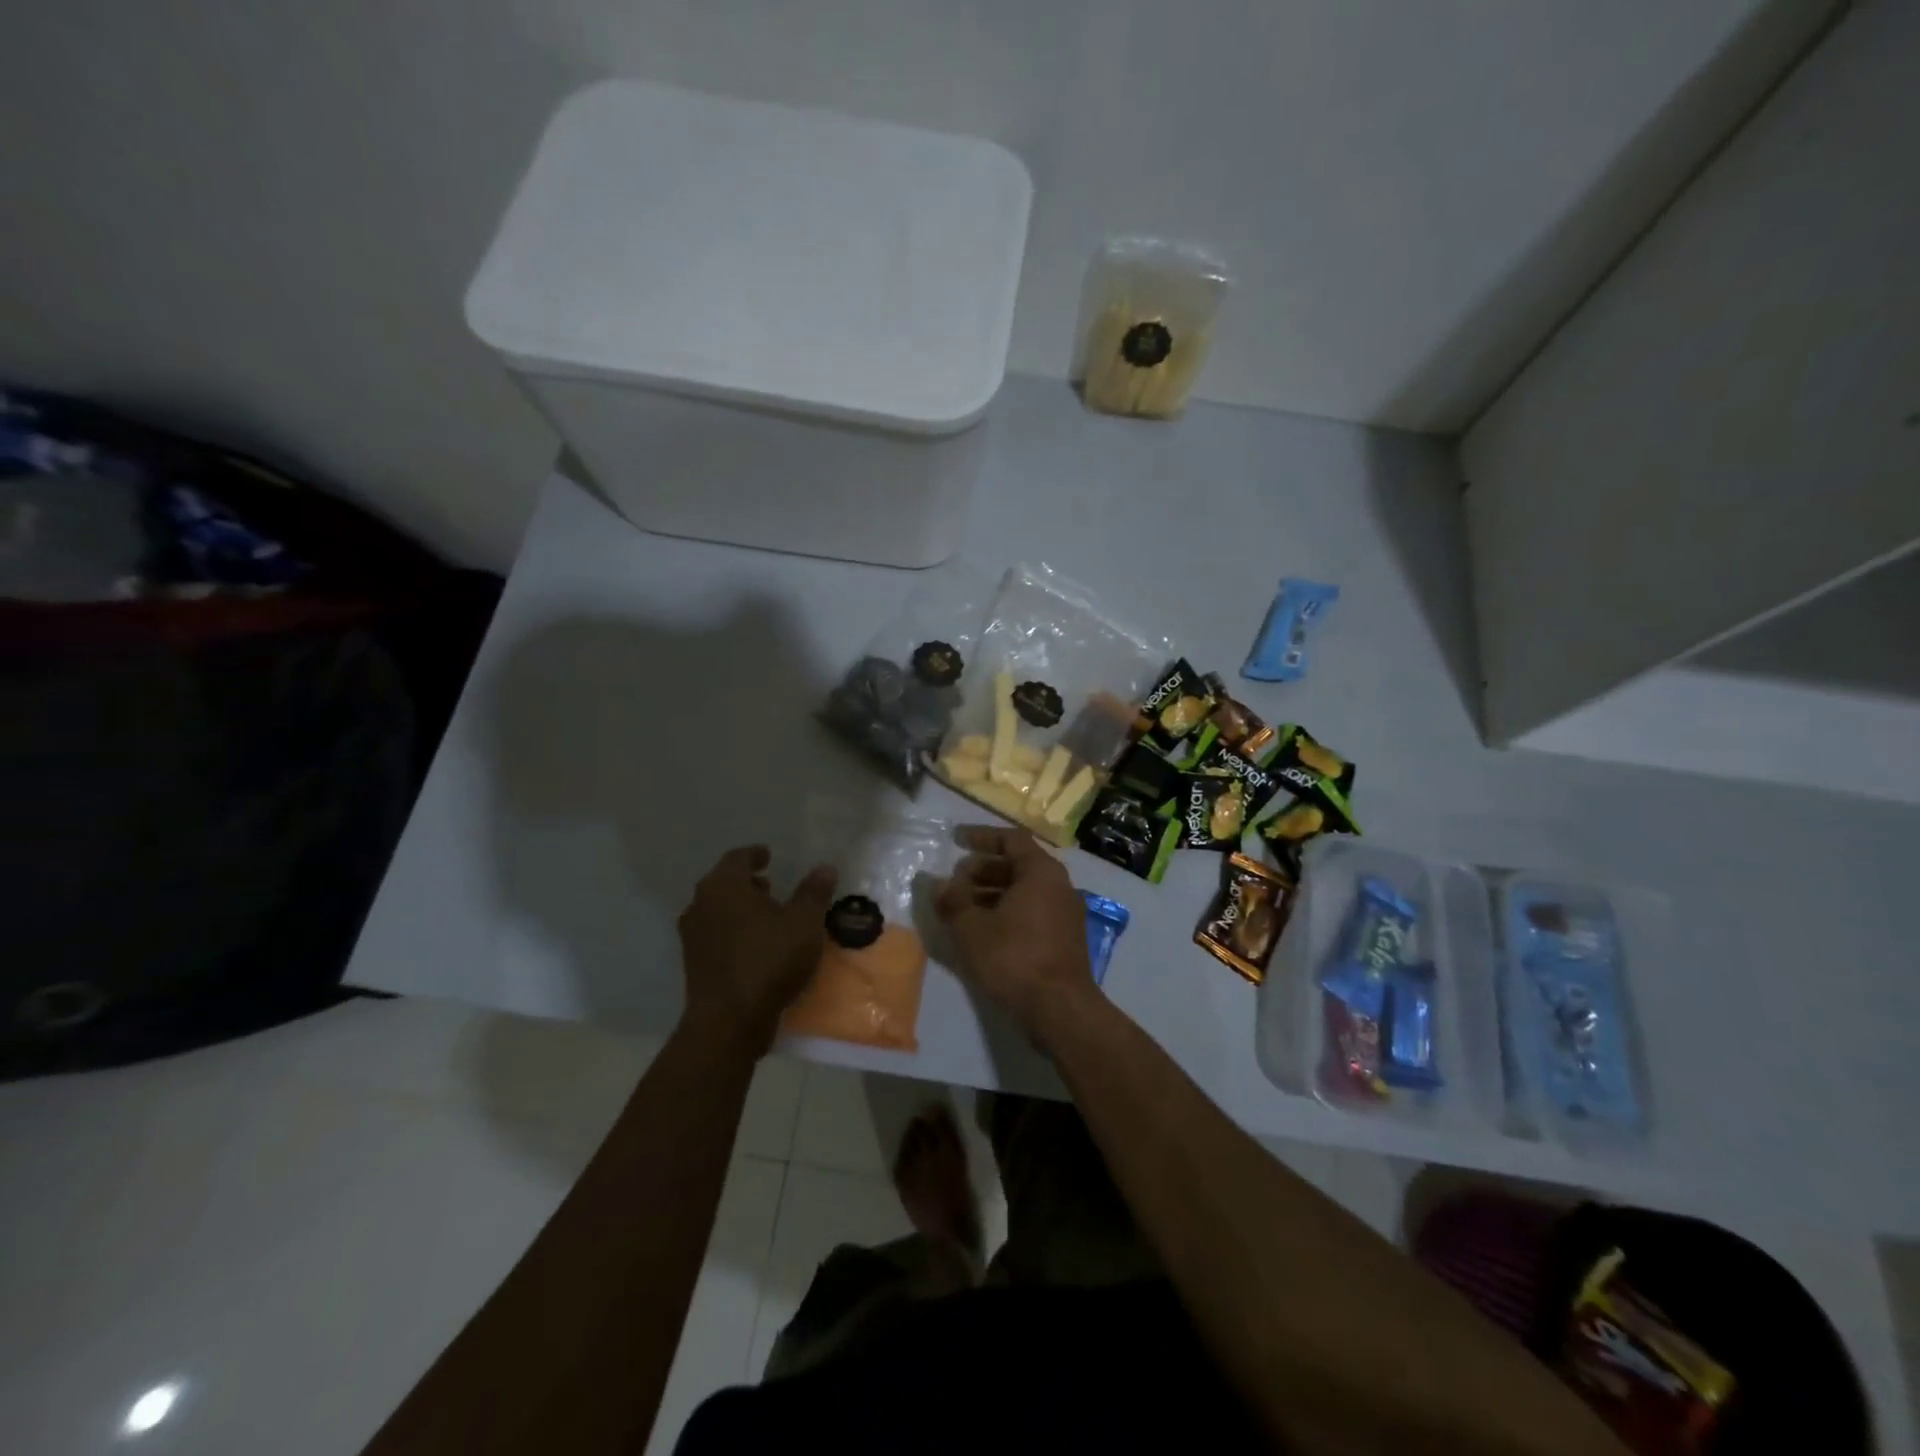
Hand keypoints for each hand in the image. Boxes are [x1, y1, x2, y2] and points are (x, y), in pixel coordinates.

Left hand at [677, 846, 837, 1055]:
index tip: (769, 855)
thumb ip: (813, 892)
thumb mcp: (803, 923)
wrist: (728, 1022)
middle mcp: (700, 905)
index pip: (737, 858)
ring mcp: (692, 936)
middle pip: (723, 883)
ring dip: (739, 908)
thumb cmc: (768, 960)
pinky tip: (755, 944)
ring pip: (717, 910)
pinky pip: (715, 935)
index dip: (755, 854)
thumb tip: (824, 868)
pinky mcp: (693, 964)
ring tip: (766, 916)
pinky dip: (733, 930)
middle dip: (747, 882)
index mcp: (723, 886)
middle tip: (771, 885)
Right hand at [936, 825, 1096, 1046]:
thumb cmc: (1014, 958)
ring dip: (993, 892)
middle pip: (1018, 864)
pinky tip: (984, 930)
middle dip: (983, 869)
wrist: (1060, 1009)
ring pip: (1025, 889)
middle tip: (955, 882)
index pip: (1011, 839)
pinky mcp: (1066, 937)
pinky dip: (1008, 910)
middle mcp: (1059, 885)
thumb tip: (937, 883)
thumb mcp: (972, 928)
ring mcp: (1066, 912)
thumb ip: (953, 901)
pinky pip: (1033, 910)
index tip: (956, 840)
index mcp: (1041, 872)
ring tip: (963, 907)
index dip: (981, 836)